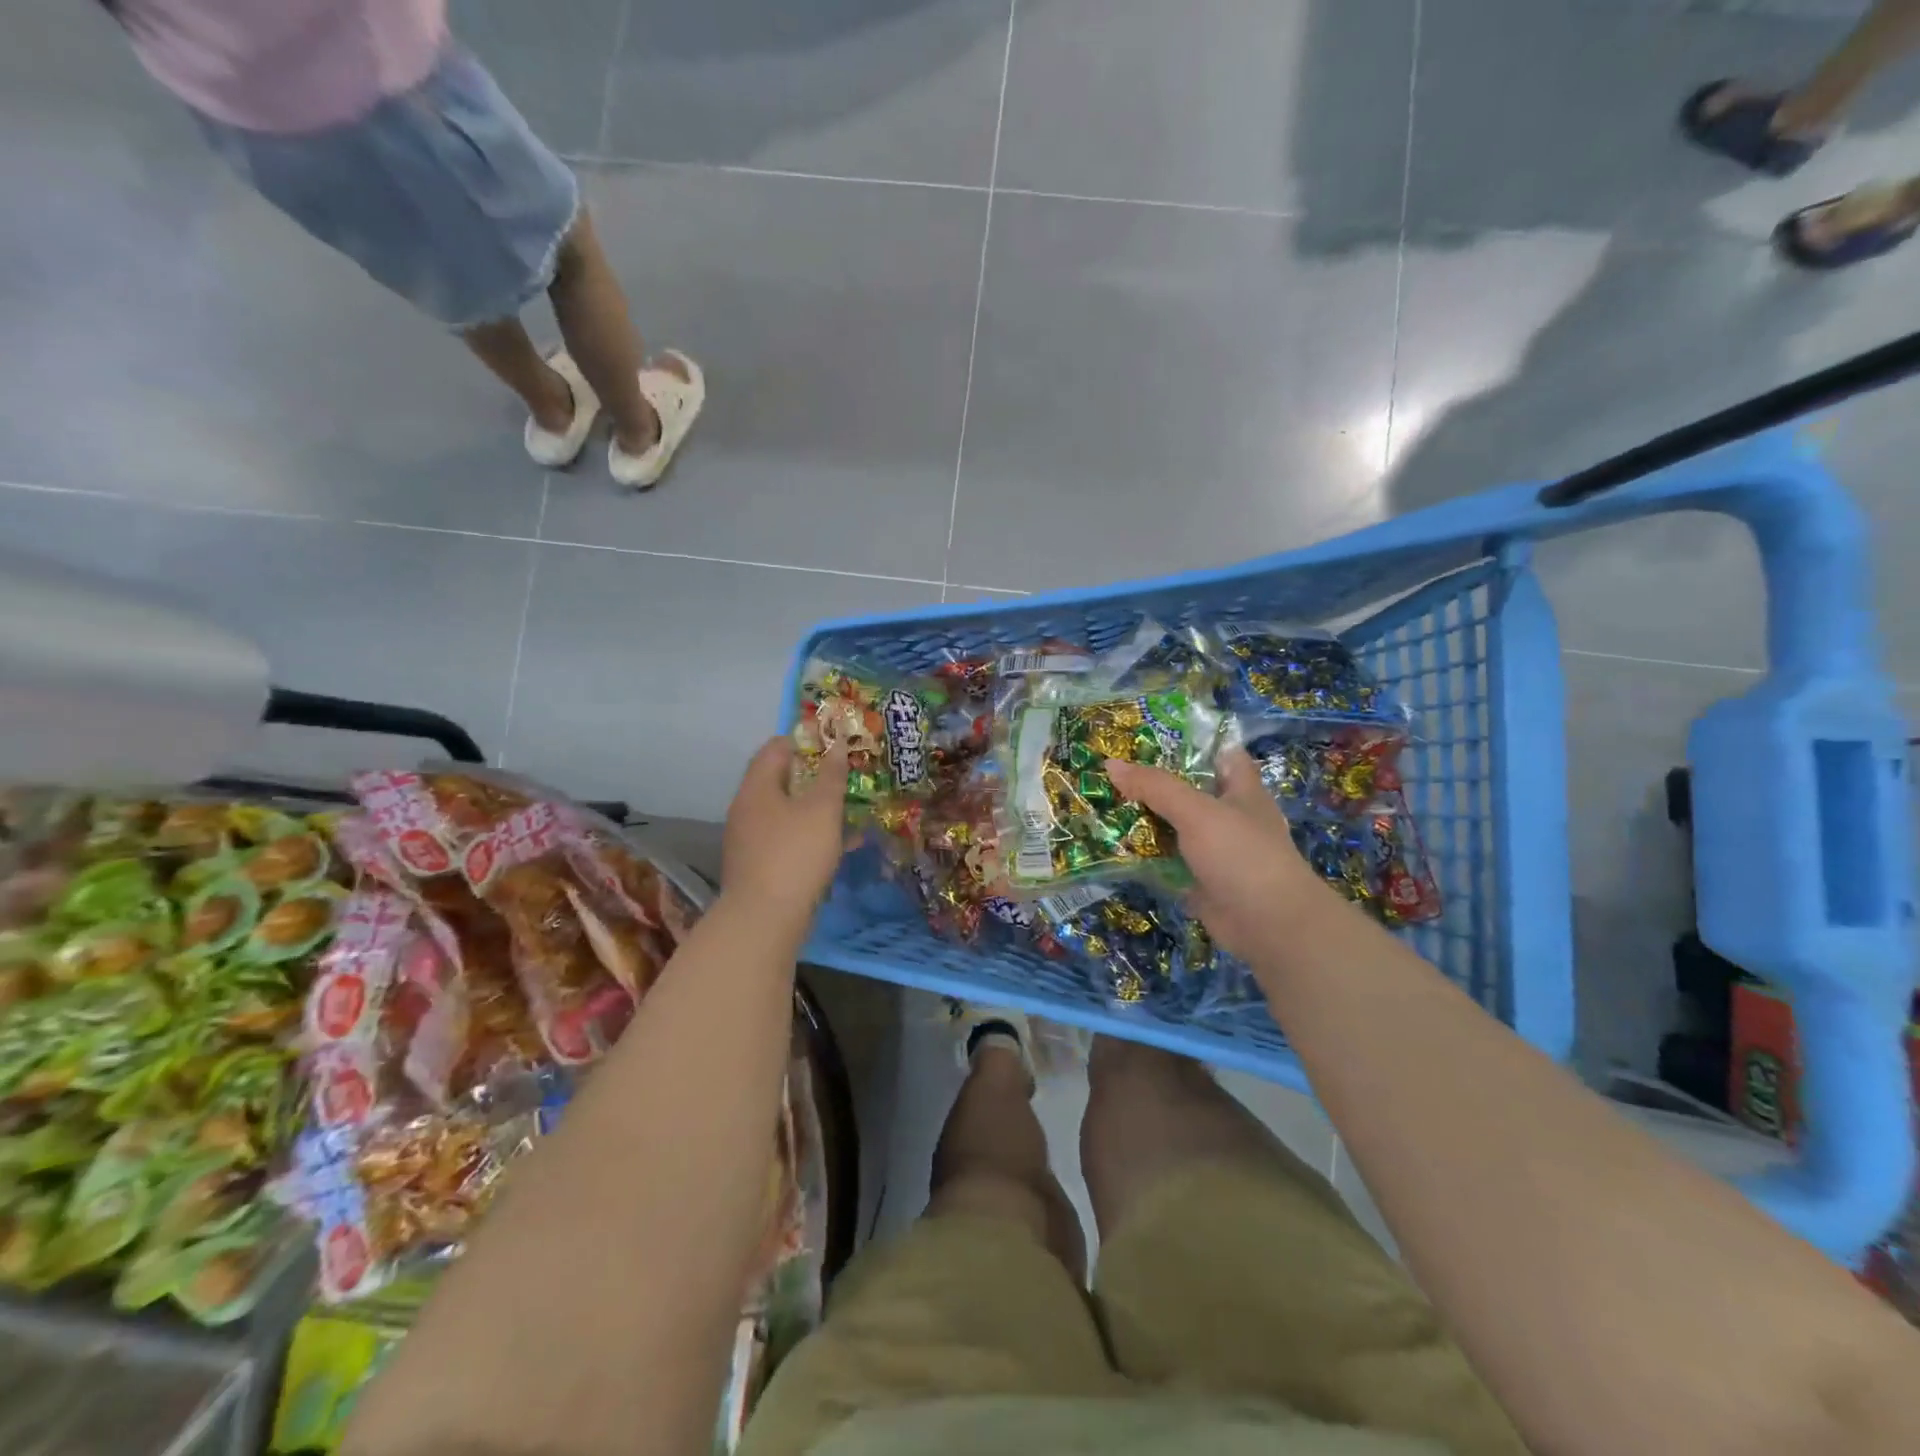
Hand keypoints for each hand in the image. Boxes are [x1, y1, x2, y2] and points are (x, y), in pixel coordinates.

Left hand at [720, 737, 849, 924]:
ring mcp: (751, 839)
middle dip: (815, 776)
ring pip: (788, 812)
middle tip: (846, 775)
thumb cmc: (795, 853)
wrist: (765, 919)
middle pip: (780, 780)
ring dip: (817, 808)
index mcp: (757, 788)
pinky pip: (789, 838)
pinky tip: (843, 844)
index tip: (833, 743)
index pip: (774, 748)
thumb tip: (836, 744)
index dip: (804, 740)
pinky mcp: (760, 865)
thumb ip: (831, 775)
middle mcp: (748, 809)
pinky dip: (813, 835)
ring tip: (851, 808)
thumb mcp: (822, 809)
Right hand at [1105, 747, 1332, 962]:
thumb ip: (1155, 787)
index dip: (1191, 743)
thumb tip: (1111, 764)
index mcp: (1241, 790)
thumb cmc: (1241, 854)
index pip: (1220, 753)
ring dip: (1145, 820)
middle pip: (1189, 791)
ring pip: (1175, 827)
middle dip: (1154, 782)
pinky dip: (1145, 857)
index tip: (1150, 736)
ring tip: (1103, 804)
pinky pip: (1168, 862)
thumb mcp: (1197, 812)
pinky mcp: (1200, 880)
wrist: (1268, 924)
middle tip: (1111, 771)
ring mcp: (1215, 851)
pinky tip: (1114, 847)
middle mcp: (1229, 816)